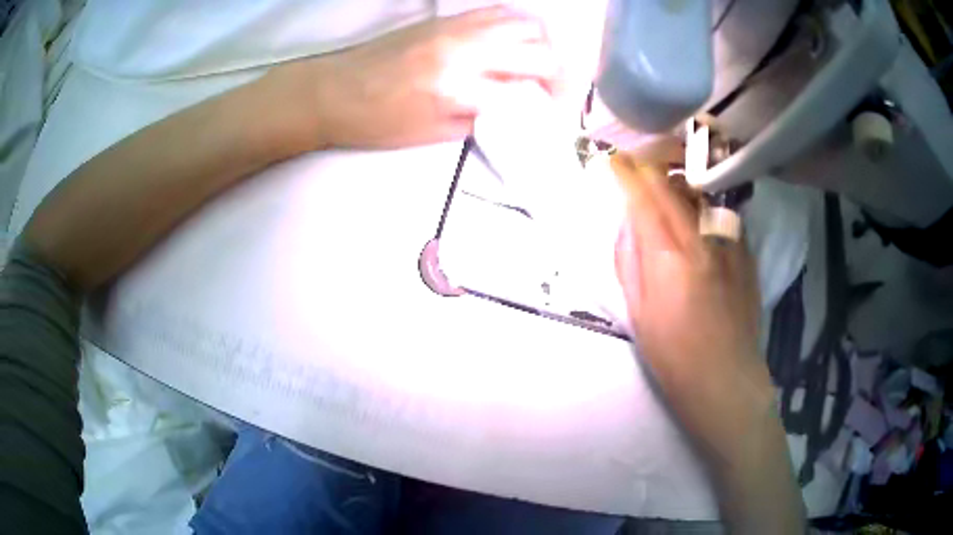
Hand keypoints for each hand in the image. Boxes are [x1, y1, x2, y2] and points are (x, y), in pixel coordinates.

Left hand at [273, 6, 560, 148]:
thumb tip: (517, 108)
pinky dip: (520, 25)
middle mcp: (466, 51)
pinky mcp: (446, 18)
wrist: (334, 90)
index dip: (551, 107)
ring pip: (525, 24)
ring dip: (545, 45)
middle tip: (554, 92)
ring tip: (542, 64)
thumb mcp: (434, 134)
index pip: (528, 93)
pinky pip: (498, 12)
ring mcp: (457, 28)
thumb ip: (483, 119)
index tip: (554, 116)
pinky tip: (519, 40)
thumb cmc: (378, 122)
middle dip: (560, 76)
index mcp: (459, 90)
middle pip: (539, 53)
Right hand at [611, 154, 774, 444]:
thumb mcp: (638, 314)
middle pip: (673, 186)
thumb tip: (629, 224)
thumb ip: (630, 261)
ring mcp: (728, 244)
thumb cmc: (674, 357)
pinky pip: (722, 215)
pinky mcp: (745, 254)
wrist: (726, 380)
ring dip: (678, 183)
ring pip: (699, 195)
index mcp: (668, 257)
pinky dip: (704, 207)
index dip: (628, 173)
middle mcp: (700, 239)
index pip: (644, 198)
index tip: (615, 159)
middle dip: (652, 167)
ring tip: (666, 185)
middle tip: (637, 164)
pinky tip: (698, 217)